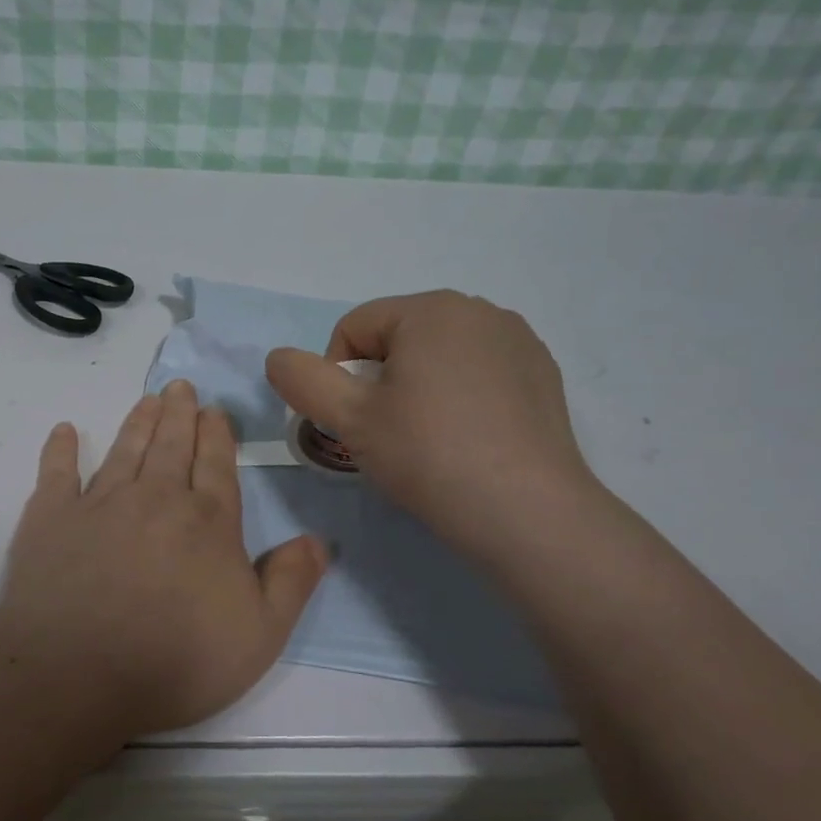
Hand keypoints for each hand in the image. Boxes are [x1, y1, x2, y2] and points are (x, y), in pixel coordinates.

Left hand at [0, 379, 327, 739]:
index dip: (217, 435)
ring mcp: (100, 503)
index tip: (214, 410)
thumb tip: (318, 540)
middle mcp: (156, 498)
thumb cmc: (178, 660)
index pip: (217, 465)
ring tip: (147, 400)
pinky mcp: (51, 518)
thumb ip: (291, 582)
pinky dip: (60, 450)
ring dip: (138, 422)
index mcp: (207, 522)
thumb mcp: (260, 635)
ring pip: (125, 450)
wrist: (78, 672)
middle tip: (179, 387)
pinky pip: (57, 472)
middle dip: (179, 414)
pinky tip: (64, 431)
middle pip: (172, 446)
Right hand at [265, 290, 598, 557]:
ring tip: (425, 439)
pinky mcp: (542, 375)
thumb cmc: (428, 454)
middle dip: (378, 380)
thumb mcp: (350, 419)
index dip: (334, 374)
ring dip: (417, 388)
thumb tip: (278, 357)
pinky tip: (465, 439)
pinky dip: (459, 397)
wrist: (525, 510)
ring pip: (439, 356)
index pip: (354, 327)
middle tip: (383, 434)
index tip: (347, 422)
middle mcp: (480, 310)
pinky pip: (479, 373)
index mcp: (431, 309)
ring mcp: (519, 341)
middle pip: (398, 338)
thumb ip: (303, 380)